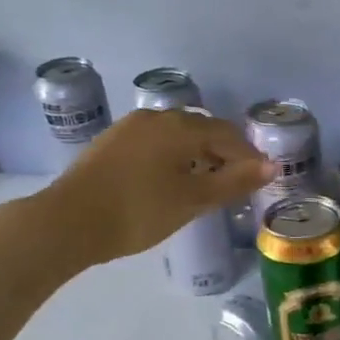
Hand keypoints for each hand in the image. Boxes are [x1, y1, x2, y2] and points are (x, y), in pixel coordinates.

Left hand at [46, 109, 271, 265]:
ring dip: (197, 154)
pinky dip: (172, 156)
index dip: (248, 155)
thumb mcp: (192, 200)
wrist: (68, 222)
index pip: (227, 134)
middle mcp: (155, 118)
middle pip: (201, 129)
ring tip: (205, 182)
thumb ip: (234, 182)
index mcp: (180, 127)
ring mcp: (129, 128)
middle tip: (235, 181)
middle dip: (223, 152)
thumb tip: (271, 166)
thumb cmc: (138, 212)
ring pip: (175, 135)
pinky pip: (153, 143)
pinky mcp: (110, 143)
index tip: (261, 178)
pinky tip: (169, 180)